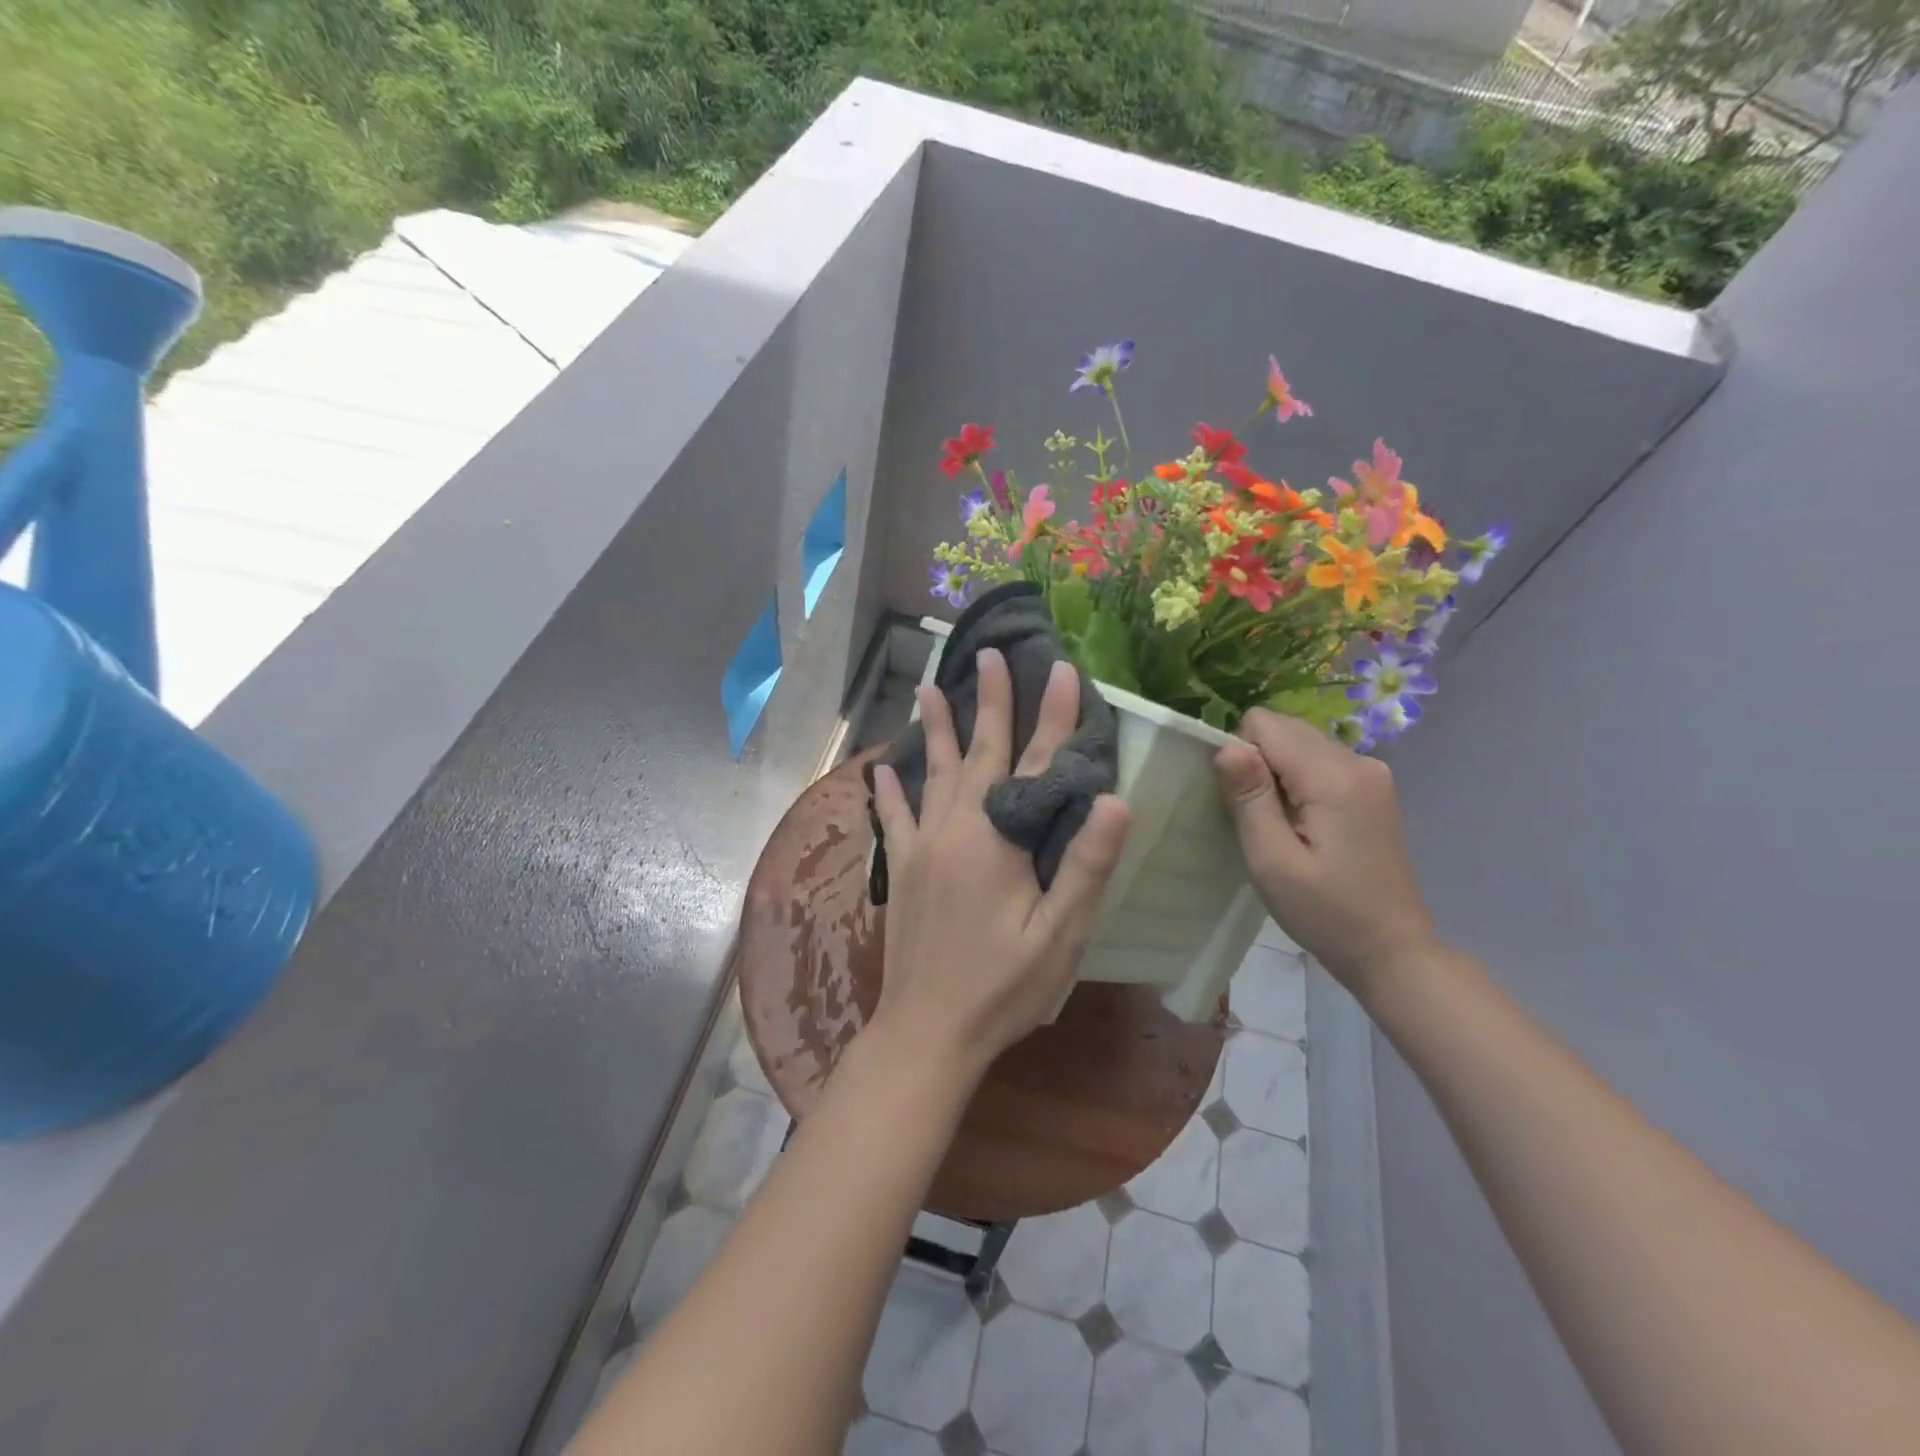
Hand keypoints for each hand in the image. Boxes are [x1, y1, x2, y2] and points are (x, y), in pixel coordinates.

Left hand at [869, 649, 1131, 1079]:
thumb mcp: (1059, 936)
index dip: (1053, 717)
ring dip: (935, 728)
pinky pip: (894, 818)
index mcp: (999, 841)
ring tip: (929, 687)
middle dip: (990, 702)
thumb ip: (1084, 867)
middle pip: (978, 753)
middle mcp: (956, 830)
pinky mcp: (901, 870)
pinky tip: (880, 767)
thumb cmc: (1002, 989)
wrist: (927, 1032)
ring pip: (932, 773)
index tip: (1062, 669)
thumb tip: (1117, 802)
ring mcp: (922, 847)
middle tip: (990, 655)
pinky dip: (888, 790)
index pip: (1036, 765)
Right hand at [1212, 708, 1440, 1001]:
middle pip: (1284, 727)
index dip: (1240, 756)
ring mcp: (1371, 772)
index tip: (1242, 804)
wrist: (1391, 950)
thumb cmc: (1325, 912)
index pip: (1264, 724)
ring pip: (1300, 741)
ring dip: (1277, 772)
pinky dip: (1298, 780)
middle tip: (1260, 818)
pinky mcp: (1372, 787)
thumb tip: (1226, 746)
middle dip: (1258, 762)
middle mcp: (1357, 760)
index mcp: (1333, 776)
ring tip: (1280, 824)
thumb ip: (1249, 798)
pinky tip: (1302, 823)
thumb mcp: (1272, 861)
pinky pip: (1319, 760)